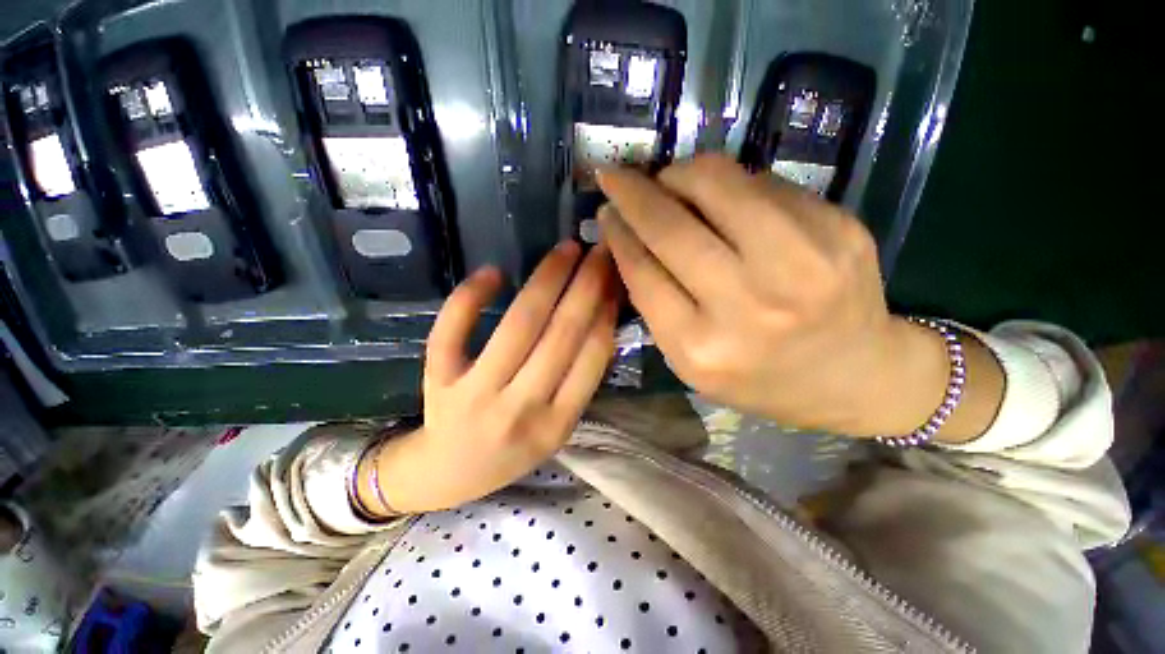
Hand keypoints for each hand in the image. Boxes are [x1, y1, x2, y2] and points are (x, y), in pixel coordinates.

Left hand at [369, 242, 618, 512]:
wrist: (448, 473)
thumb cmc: (512, 447)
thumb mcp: (557, 425)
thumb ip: (579, 380)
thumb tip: (602, 317)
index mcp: (558, 424)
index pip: (592, 357)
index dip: (607, 311)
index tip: (616, 277)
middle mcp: (521, 410)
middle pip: (561, 335)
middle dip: (586, 285)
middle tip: (599, 250)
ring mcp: (476, 396)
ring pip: (518, 327)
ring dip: (546, 281)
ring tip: (565, 251)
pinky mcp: (439, 383)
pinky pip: (451, 333)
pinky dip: (470, 298)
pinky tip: (491, 272)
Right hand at [597, 155, 1001, 439]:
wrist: (855, 376)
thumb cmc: (759, 378)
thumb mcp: (690, 359)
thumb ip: (654, 302)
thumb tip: (626, 234)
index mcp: (702, 347)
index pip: (643, 273)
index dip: (618, 233)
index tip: (605, 209)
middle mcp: (749, 305)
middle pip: (672, 227)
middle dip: (634, 192)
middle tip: (617, 177)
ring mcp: (801, 262)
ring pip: (717, 184)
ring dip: (679, 174)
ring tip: (668, 181)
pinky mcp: (838, 227)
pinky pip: (761, 183)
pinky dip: (728, 183)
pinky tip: (721, 199)